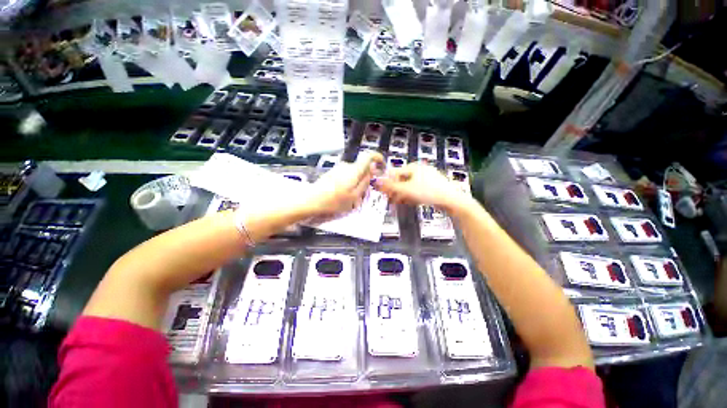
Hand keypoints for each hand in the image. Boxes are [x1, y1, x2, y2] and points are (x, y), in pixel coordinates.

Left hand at [303, 151, 383, 218]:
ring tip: (351, 196)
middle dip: (366, 177)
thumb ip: (365, 184)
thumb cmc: (334, 201)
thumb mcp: (354, 197)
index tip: (381, 165)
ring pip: (354, 172)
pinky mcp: (332, 172)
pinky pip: (346, 175)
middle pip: (362, 167)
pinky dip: (349, 182)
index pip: (368, 156)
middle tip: (364, 192)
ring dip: (356, 182)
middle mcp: (346, 166)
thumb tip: (371, 174)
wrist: (311, 200)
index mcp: (354, 171)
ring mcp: (338, 168)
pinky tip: (342, 194)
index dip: (377, 158)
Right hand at [374, 163, 469, 210]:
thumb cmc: (428, 192)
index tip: (383, 194)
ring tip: (398, 203)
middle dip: (395, 191)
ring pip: (410, 186)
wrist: (452, 200)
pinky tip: (409, 202)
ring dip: (402, 195)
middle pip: (402, 180)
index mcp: (414, 167)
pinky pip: (417, 190)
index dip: (388, 183)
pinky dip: (411, 196)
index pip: (395, 173)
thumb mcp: (406, 190)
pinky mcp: (432, 186)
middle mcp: (420, 170)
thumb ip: (390, 187)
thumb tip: (375, 182)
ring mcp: (427, 178)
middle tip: (390, 200)